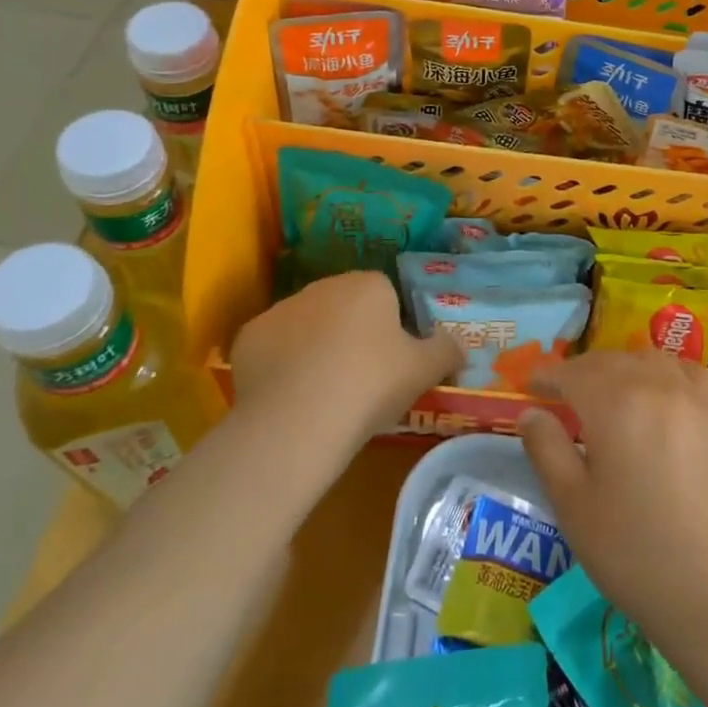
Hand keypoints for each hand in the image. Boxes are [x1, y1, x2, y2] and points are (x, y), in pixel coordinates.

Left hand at [227, 272, 460, 444]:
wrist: (298, 421)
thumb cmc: (371, 385)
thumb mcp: (425, 370)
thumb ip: (448, 350)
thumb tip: (459, 344)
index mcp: (368, 285)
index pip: (386, 296)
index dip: (391, 329)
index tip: (392, 363)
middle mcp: (323, 286)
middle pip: (344, 307)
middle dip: (352, 334)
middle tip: (361, 380)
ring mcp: (281, 310)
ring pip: (307, 326)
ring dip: (316, 348)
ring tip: (323, 393)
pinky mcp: (248, 338)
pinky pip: (274, 348)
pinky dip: (282, 366)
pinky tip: (290, 397)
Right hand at [519, 352, 707, 644]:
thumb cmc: (633, 552)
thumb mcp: (573, 505)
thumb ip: (547, 449)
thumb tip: (530, 412)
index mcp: (615, 404)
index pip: (572, 373)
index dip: (547, 375)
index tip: (530, 385)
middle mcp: (655, 385)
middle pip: (609, 362)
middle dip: (580, 373)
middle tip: (561, 395)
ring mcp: (693, 396)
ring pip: (647, 360)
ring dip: (620, 368)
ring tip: (607, 394)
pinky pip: (687, 371)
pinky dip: (664, 371)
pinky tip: (659, 391)